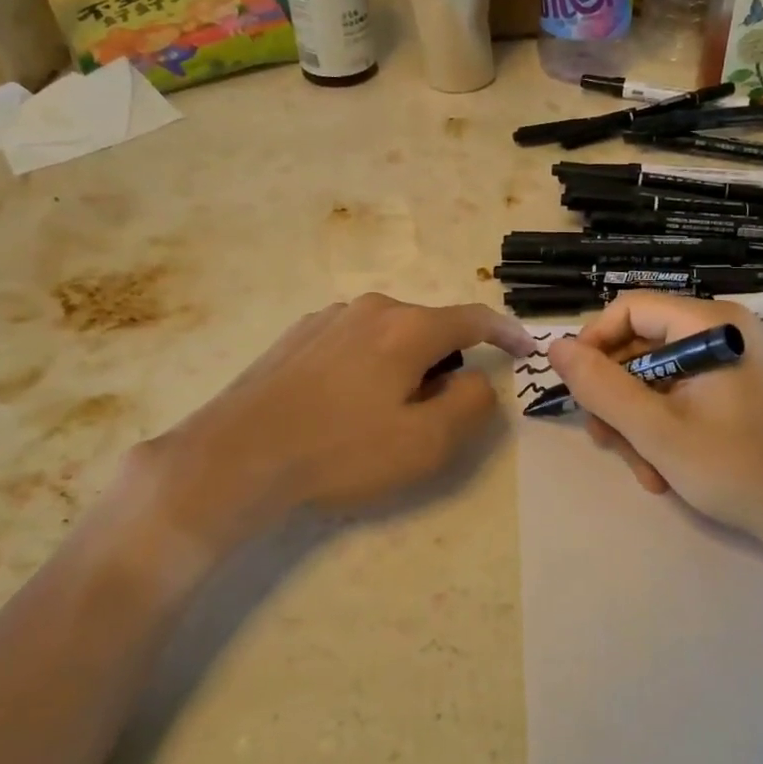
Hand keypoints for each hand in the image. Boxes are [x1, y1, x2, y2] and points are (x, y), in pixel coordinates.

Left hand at [118, 294, 535, 554]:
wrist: (236, 455)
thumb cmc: (340, 451)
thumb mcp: (425, 442)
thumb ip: (470, 404)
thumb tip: (476, 379)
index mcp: (408, 328)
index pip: (474, 319)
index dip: (506, 333)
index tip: (526, 349)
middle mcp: (371, 308)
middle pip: (429, 327)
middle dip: (446, 362)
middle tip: (438, 411)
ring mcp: (328, 318)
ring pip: (389, 334)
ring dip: (404, 364)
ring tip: (384, 413)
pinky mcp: (297, 335)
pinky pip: (353, 342)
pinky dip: (368, 365)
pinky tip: (344, 404)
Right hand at [546, 291, 762, 543]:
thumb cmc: (738, 469)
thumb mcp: (657, 430)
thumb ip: (601, 387)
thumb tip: (555, 347)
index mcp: (711, 324)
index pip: (630, 309)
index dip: (593, 344)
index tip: (576, 389)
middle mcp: (722, 331)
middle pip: (640, 347)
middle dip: (617, 398)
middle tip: (607, 444)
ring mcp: (730, 362)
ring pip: (654, 378)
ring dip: (637, 423)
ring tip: (645, 471)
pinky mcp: (734, 389)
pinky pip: (679, 395)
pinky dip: (662, 429)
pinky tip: (664, 471)